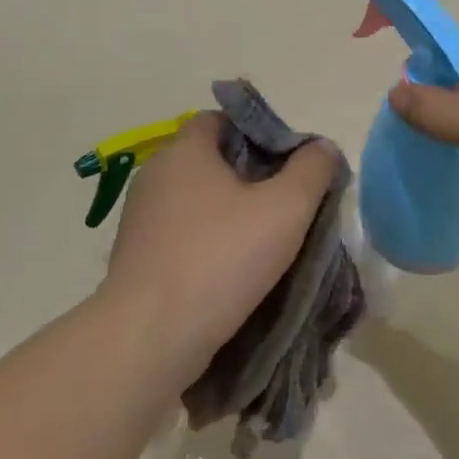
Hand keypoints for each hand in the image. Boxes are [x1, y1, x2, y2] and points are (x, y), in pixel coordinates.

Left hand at [102, 112, 339, 384]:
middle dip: (251, 176)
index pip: (220, 119)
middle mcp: (155, 176)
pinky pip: (182, 235)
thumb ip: (312, 169)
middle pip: (211, 160)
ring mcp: (140, 220)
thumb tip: (322, 148)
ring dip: (230, 214)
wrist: (149, 339)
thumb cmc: (221, 258)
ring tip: (267, 241)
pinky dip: (209, 243)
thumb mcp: (287, 207)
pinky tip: (233, 271)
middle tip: (287, 202)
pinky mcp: (135, 259)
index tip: (288, 162)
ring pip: (197, 201)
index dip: (257, 132)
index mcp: (184, 151)